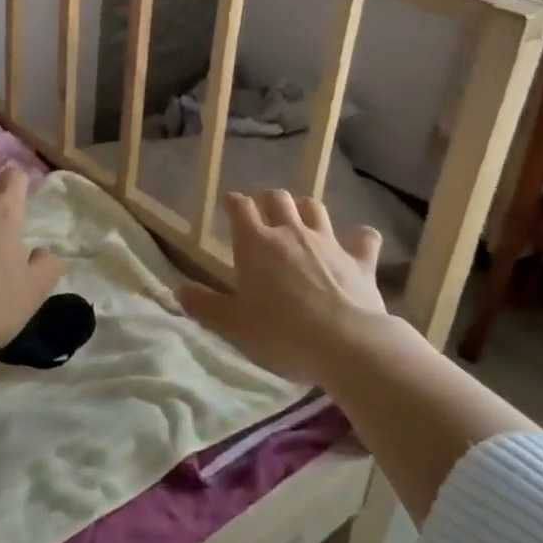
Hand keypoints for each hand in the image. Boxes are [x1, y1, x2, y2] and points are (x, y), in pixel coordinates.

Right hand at [176, 190, 409, 388]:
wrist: (347, 344)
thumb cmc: (281, 334)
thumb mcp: (233, 326)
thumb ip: (204, 306)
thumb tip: (178, 291)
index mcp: (255, 244)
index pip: (240, 207)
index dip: (233, 203)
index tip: (229, 206)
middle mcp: (291, 233)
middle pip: (278, 198)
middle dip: (269, 201)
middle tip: (264, 216)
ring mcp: (329, 243)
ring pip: (315, 209)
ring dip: (306, 210)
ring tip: (302, 222)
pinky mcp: (360, 260)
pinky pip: (364, 237)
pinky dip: (359, 238)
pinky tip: (358, 243)